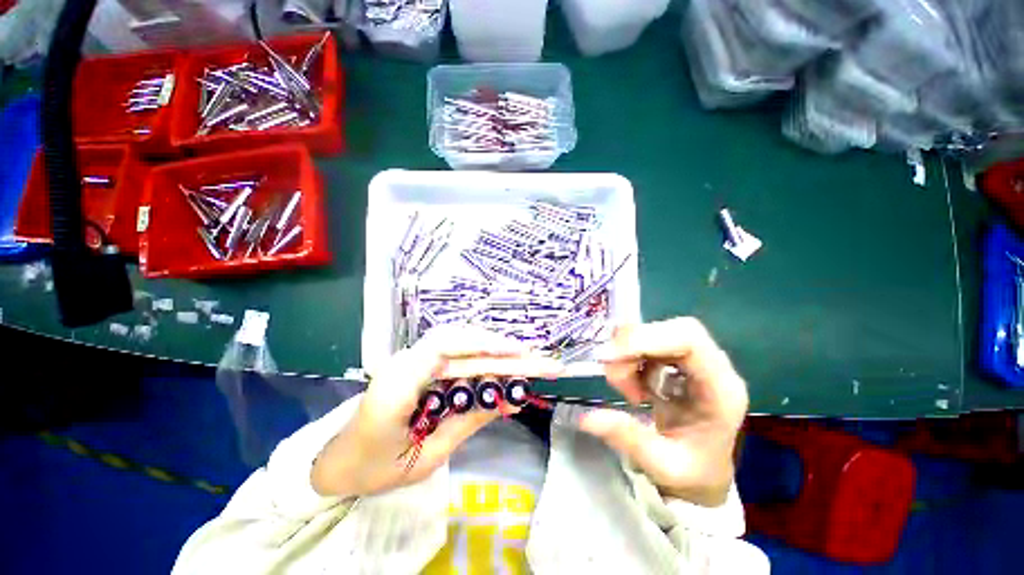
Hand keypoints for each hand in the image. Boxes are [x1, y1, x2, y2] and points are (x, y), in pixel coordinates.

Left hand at [311, 326, 563, 497]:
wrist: (340, 461)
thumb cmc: (376, 467)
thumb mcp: (427, 456)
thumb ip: (468, 423)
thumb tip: (510, 402)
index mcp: (397, 384)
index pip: (444, 348)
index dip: (483, 344)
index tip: (516, 351)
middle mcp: (403, 361)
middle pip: (454, 338)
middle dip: (495, 344)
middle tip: (529, 355)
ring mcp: (408, 359)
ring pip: (455, 340)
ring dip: (489, 346)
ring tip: (519, 357)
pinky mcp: (416, 363)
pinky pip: (451, 352)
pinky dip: (477, 354)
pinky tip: (496, 363)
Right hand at [579, 318, 748, 506]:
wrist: (705, 473)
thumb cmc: (693, 474)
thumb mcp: (662, 466)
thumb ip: (627, 438)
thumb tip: (586, 417)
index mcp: (720, 390)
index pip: (690, 340)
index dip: (646, 339)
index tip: (610, 357)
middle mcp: (713, 367)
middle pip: (671, 329)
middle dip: (632, 346)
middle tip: (612, 376)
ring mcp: (696, 361)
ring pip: (655, 333)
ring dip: (628, 354)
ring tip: (624, 388)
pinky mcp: (679, 361)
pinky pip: (648, 342)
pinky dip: (629, 357)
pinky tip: (631, 384)